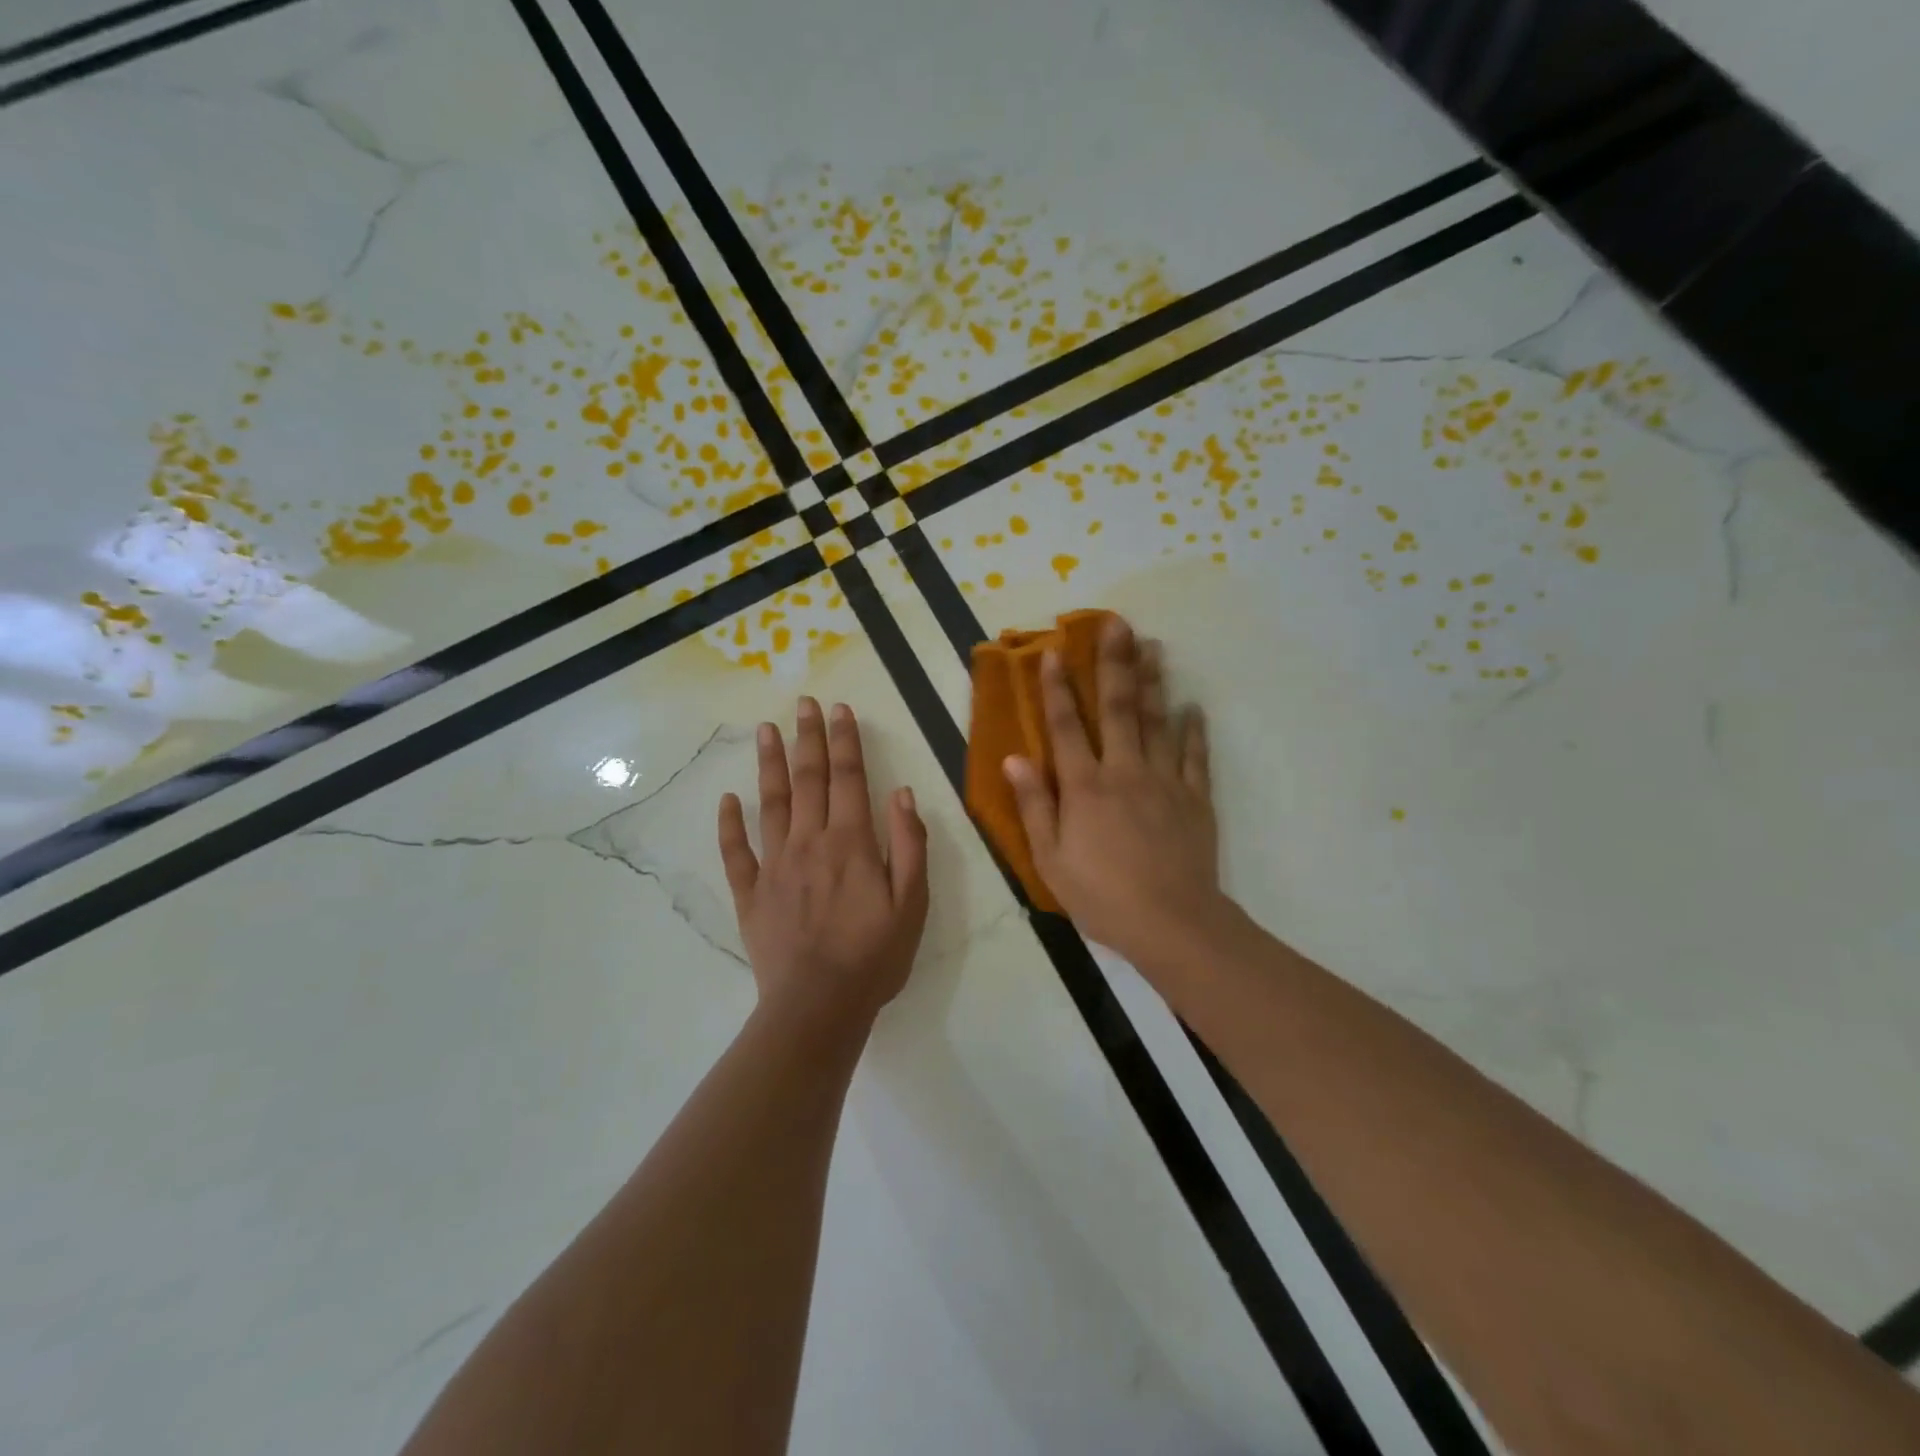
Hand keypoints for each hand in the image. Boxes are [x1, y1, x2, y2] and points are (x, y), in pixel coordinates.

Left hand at [718, 698, 929, 1029]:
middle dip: (809, 738)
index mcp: (851, 842)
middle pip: (808, 779)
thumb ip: (908, 845)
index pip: (849, 778)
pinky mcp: (751, 893)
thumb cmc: (874, 955)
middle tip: (804, 702)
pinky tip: (727, 799)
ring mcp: (774, 865)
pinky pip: (736, 852)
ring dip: (769, 764)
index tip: (840, 709)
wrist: (818, 1006)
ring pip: (770, 803)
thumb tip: (902, 794)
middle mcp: (809, 842)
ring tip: (766, 730)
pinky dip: (730, 824)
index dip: (845, 740)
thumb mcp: (912, 903)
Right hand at [1003, 617, 1222, 961]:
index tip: (1055, 652)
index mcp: (1085, 787)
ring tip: (1154, 646)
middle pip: (1119, 709)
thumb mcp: (1051, 859)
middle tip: (1118, 624)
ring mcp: (1164, 781)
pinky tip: (1193, 707)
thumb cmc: (1102, 896)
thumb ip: (1035, 805)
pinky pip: (1194, 756)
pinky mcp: (1195, 798)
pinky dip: (1193, 730)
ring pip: (1158, 722)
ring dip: (1154, 682)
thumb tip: (1014, 758)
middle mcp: (1124, 772)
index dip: (1057, 689)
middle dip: (1115, 664)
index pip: (1066, 727)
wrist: (1172, 923)